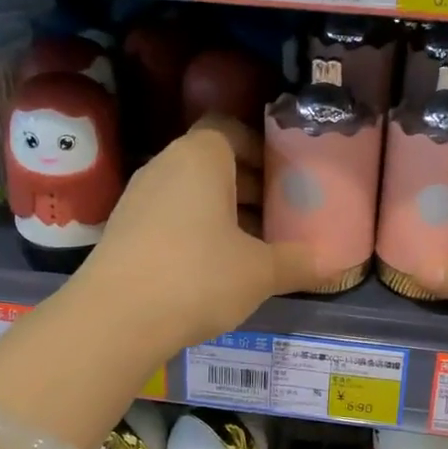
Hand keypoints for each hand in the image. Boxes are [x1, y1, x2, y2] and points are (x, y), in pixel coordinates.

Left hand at [74, 116, 323, 360]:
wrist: (115, 319)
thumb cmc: (197, 276)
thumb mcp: (260, 272)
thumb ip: (298, 262)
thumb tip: (332, 263)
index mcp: (200, 157)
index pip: (230, 129)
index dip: (261, 149)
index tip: (285, 178)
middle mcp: (165, 166)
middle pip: (213, 163)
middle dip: (249, 186)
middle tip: (279, 215)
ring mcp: (138, 198)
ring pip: (191, 193)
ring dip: (223, 212)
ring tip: (254, 246)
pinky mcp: (123, 231)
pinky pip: (170, 218)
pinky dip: (196, 232)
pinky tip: (216, 269)